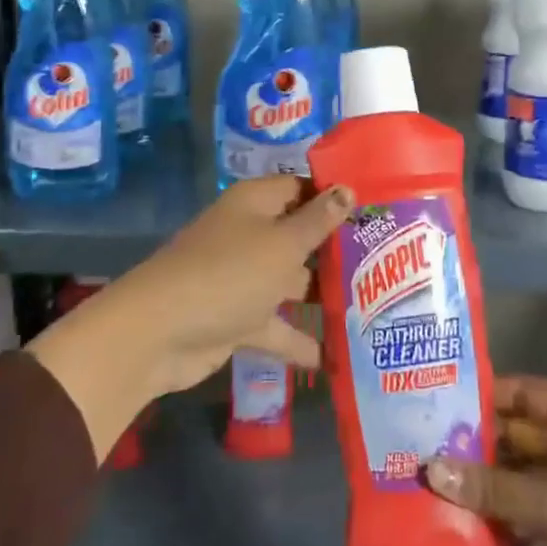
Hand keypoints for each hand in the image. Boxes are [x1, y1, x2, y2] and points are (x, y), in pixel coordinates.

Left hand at [117, 175, 353, 393]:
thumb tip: (347, 189)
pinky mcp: (236, 318)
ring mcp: (241, 278)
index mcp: (255, 204)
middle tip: (387, 261)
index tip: (375, 210)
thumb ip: (318, 221)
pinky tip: (335, 357)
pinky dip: (298, 340)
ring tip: (373, 307)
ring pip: (289, 282)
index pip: (300, 188)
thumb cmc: (229, 274)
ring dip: (320, 296)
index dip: (334, 196)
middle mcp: (248, 234)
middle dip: (335, 250)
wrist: (159, 333)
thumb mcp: (282, 244)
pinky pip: (275, 325)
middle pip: (298, 236)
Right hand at [426, 376, 546, 545]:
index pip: (522, 393)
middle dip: (471, 457)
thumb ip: (497, 491)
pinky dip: (507, 541)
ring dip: (484, 502)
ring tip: (430, 508)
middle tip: (418, 464)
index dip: (479, 398)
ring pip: (521, 487)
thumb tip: (429, 469)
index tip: (430, 409)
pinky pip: (534, 528)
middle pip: (516, 442)